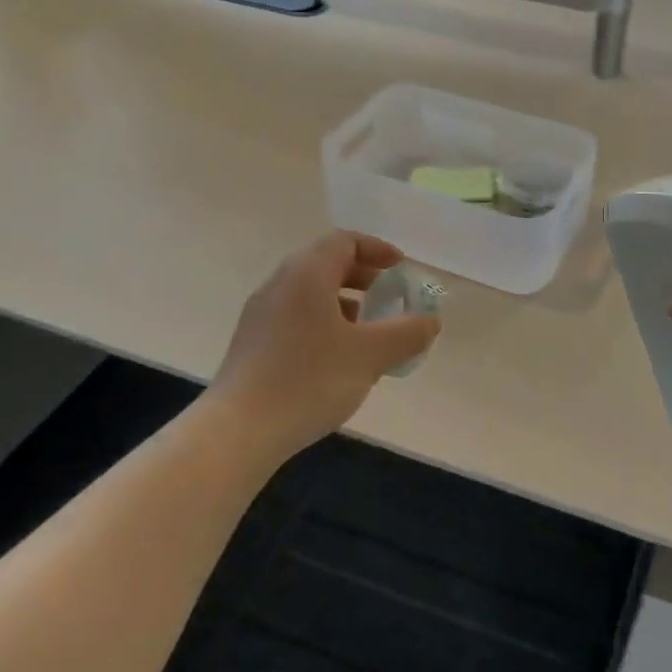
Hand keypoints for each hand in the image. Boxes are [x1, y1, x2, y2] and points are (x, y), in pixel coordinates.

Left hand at [210, 232, 440, 454]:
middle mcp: (280, 284)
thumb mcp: (370, 355)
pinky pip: (297, 316)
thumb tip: (431, 321)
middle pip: (326, 263)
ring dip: (345, 301)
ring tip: (369, 331)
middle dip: (364, 276)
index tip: (402, 269)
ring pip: (310, 292)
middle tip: (391, 298)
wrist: (240, 429)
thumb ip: (407, 333)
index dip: (378, 249)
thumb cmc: (310, 381)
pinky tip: (339, 357)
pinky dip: (325, 321)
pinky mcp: (254, 342)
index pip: (344, 241)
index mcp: (306, 274)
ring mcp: (262, 314)